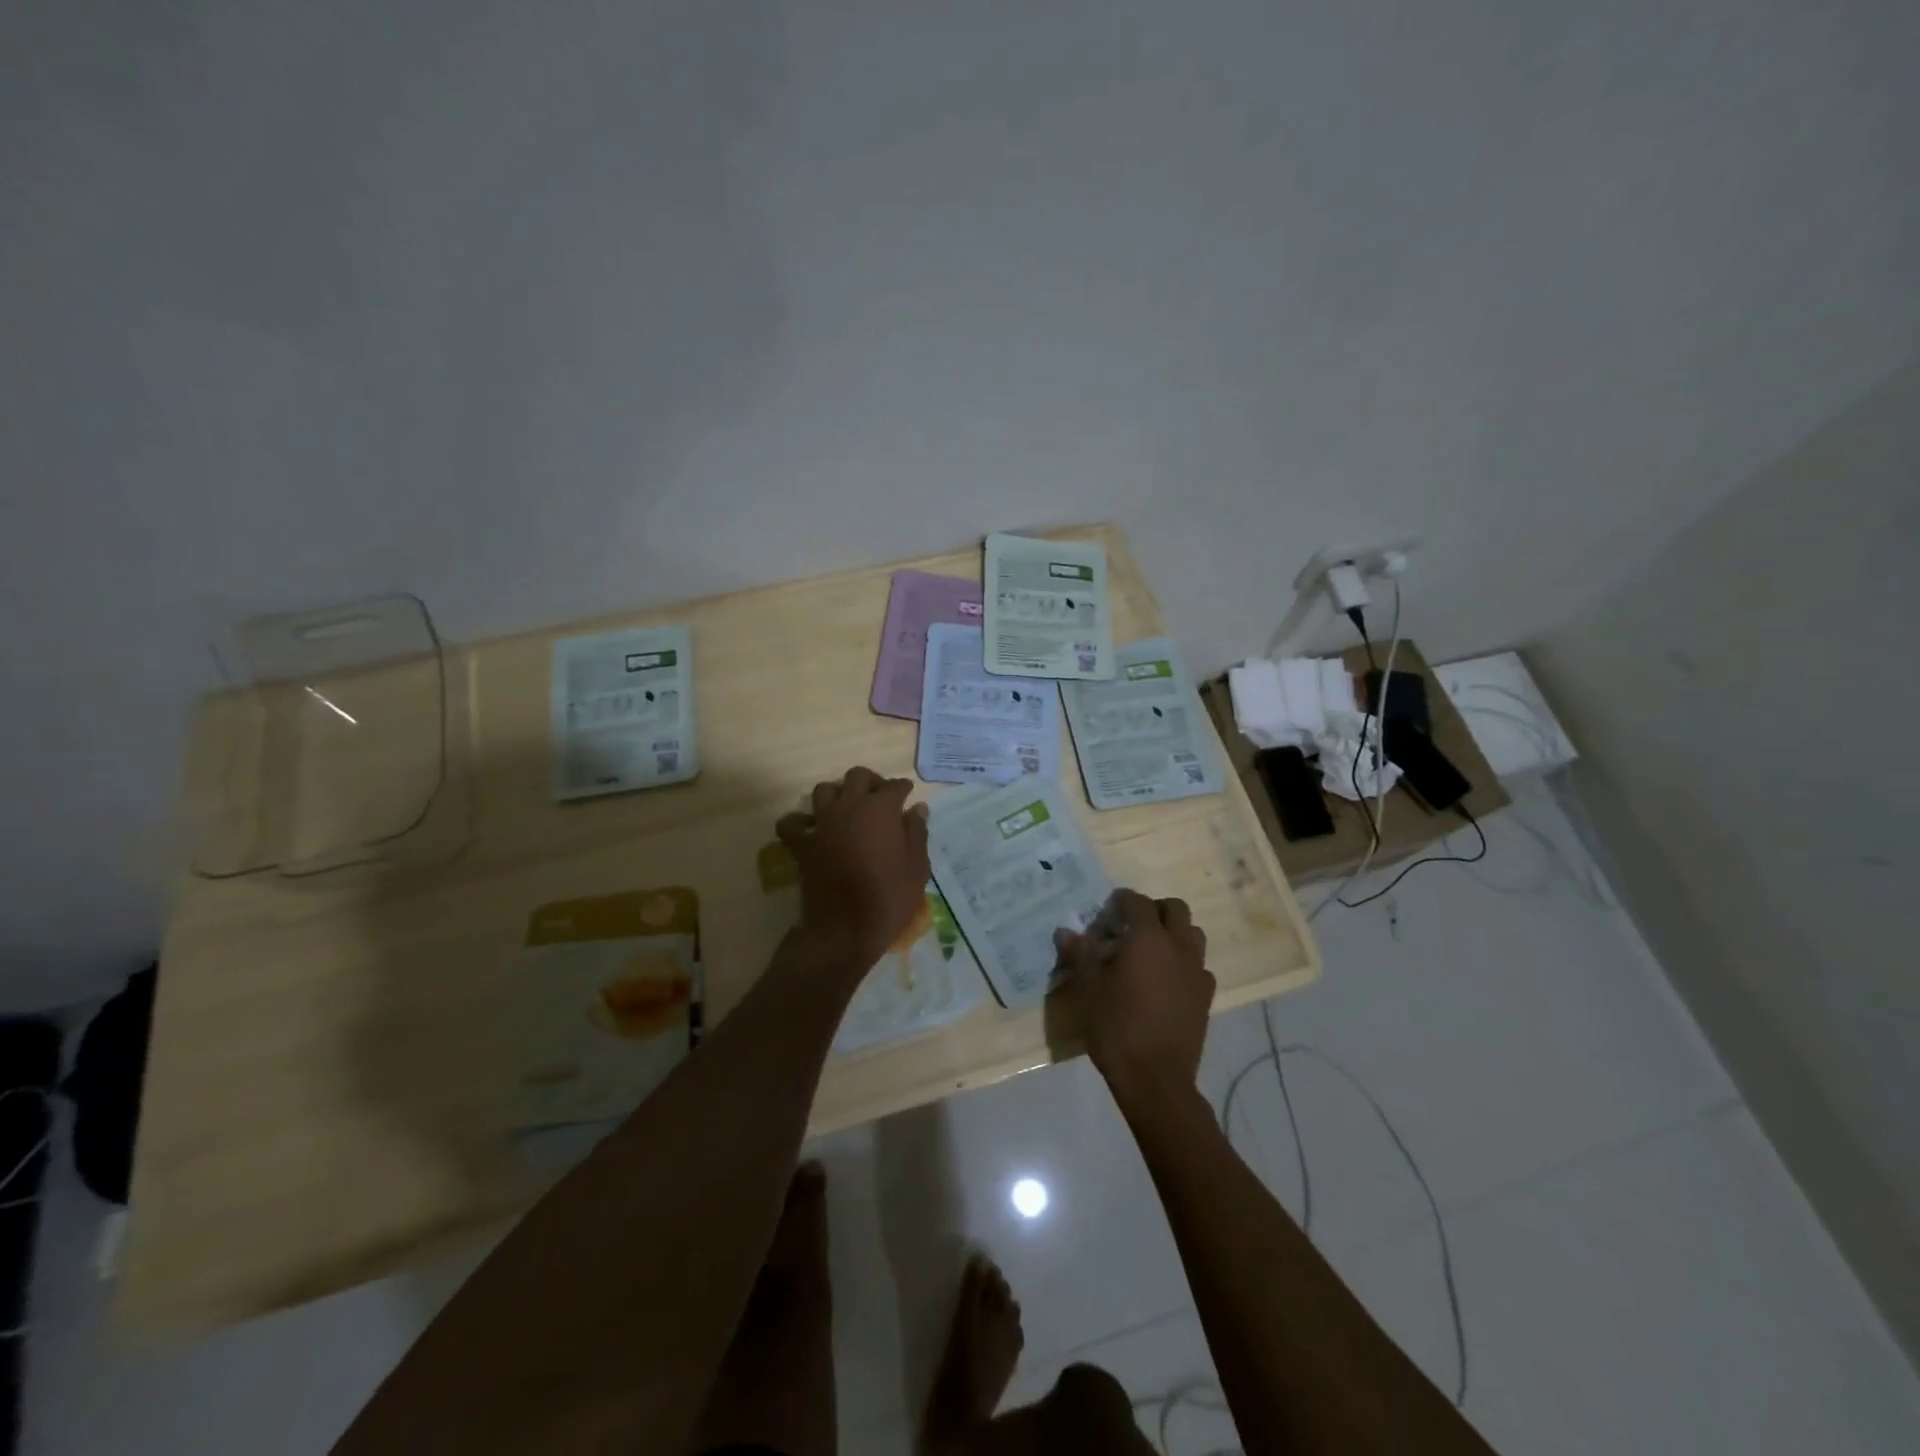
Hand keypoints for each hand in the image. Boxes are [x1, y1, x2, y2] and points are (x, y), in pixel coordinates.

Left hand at [775, 767, 930, 969]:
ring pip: (824, 790)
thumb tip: (917, 808)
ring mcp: (822, 824)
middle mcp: (849, 807)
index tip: (907, 796)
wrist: (846, 930)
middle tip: (880, 799)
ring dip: (837, 794)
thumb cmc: (889, 899)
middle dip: (871, 782)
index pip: (894, 786)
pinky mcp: (802, 844)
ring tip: (847, 809)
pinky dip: (800, 821)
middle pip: (857, 777)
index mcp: (881, 809)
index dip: (903, 789)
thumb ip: (917, 833)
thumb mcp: (917, 868)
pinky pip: (792, 822)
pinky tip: (812, 828)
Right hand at [1055, 889, 1214, 1110]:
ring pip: (1193, 934)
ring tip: (1150, 952)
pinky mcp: (1206, 996)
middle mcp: (1178, 946)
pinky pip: (1199, 966)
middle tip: (1130, 927)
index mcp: (1148, 938)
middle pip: (1175, 909)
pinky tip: (1166, 982)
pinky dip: (1184, 964)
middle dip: (1153, 910)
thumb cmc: (1117, 1027)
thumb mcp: (1089, 988)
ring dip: (1174, 933)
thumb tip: (1065, 931)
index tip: (1105, 914)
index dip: (1120, 902)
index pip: (1137, 902)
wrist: (1156, 1079)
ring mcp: (1197, 971)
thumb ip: (1080, 953)